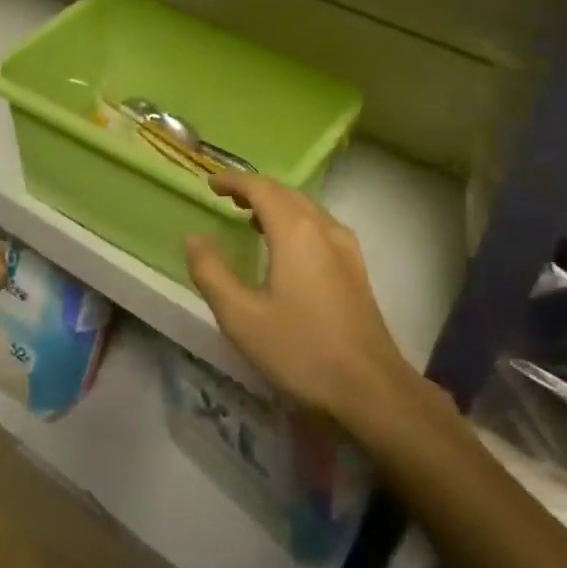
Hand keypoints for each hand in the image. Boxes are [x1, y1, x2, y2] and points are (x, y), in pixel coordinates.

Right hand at [184, 174, 413, 421]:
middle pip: (286, 193)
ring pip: (307, 208)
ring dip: (277, 205)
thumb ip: (212, 273)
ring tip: (250, 219)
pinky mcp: (356, 268)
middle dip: (255, 189)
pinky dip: (295, 221)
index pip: (261, 188)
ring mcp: (346, 247)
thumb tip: (195, 239)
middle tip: (226, 199)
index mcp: (295, 232)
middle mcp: (324, 228)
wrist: (371, 387)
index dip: (233, 181)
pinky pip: (320, 226)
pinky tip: (286, 248)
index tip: (210, 184)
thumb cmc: (301, 350)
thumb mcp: (241, 317)